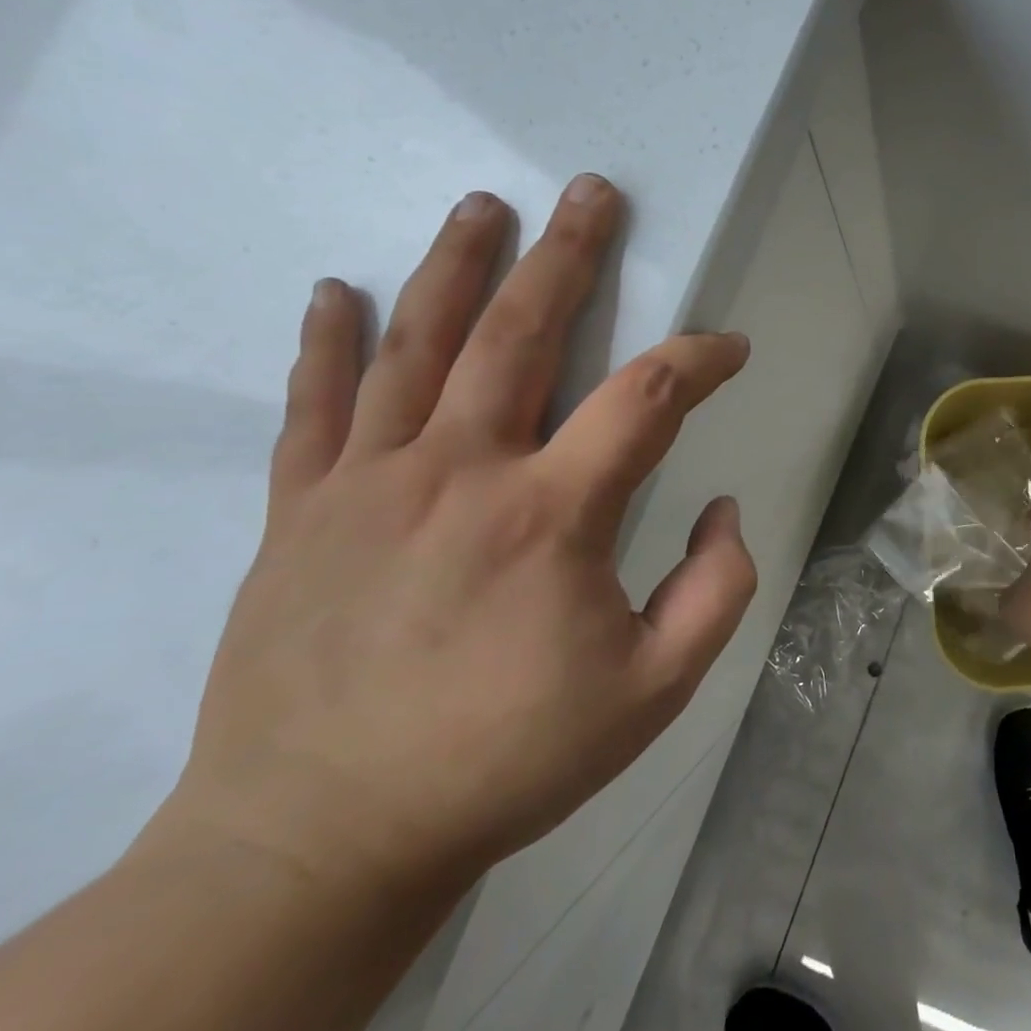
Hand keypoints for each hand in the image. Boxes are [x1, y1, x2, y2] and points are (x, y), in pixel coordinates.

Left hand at [156, 175, 755, 897]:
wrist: (321, 839)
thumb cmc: (506, 760)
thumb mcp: (656, 691)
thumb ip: (717, 590)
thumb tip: (723, 507)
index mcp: (553, 516)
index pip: (648, 399)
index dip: (701, 359)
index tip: (730, 349)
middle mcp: (462, 474)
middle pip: (523, 335)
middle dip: (569, 256)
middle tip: (591, 192)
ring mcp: (370, 484)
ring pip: (419, 347)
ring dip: (457, 267)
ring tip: (483, 206)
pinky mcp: (300, 512)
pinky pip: (314, 407)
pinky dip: (327, 342)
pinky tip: (337, 290)